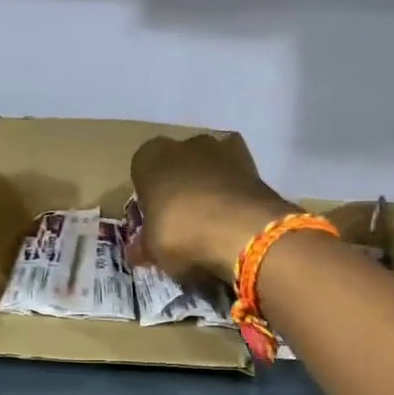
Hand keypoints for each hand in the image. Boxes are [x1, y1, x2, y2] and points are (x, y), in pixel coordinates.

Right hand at [129, 133, 297, 283]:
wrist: (243, 232)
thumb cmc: (180, 233)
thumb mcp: (152, 249)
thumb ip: (145, 246)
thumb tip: (139, 251)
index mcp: (150, 156)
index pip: (141, 172)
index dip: (148, 199)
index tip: (154, 222)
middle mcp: (185, 143)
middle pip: (178, 167)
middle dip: (180, 190)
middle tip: (183, 225)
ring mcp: (223, 150)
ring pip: (209, 171)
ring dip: (210, 191)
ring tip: (213, 226)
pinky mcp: (254, 164)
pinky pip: (235, 181)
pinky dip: (234, 197)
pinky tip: (235, 223)